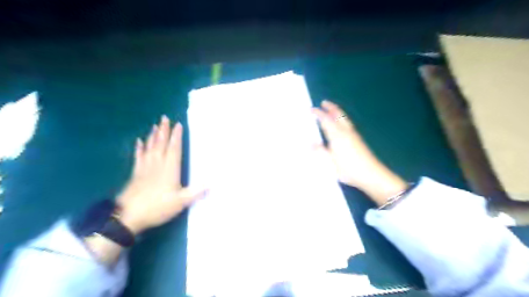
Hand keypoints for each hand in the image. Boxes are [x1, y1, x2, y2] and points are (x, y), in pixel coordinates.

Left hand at [116, 116, 204, 234]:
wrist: (128, 216)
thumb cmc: (157, 207)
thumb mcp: (181, 202)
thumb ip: (197, 192)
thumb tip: (213, 183)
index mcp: (170, 169)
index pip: (174, 149)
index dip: (176, 136)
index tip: (178, 124)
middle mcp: (157, 164)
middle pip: (161, 144)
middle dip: (164, 131)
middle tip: (164, 118)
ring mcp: (145, 168)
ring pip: (150, 147)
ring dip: (153, 136)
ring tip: (155, 125)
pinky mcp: (135, 174)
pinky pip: (138, 157)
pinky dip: (139, 148)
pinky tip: (138, 141)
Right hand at [311, 100, 405, 204]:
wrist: (371, 174)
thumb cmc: (348, 168)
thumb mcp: (330, 162)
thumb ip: (320, 151)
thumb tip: (310, 143)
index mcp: (337, 135)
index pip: (326, 120)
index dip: (318, 113)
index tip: (311, 109)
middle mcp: (345, 131)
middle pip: (338, 115)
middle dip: (331, 107)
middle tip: (324, 102)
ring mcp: (353, 135)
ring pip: (344, 118)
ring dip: (337, 112)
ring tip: (331, 110)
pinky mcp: (358, 140)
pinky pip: (347, 123)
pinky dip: (341, 119)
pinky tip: (340, 124)